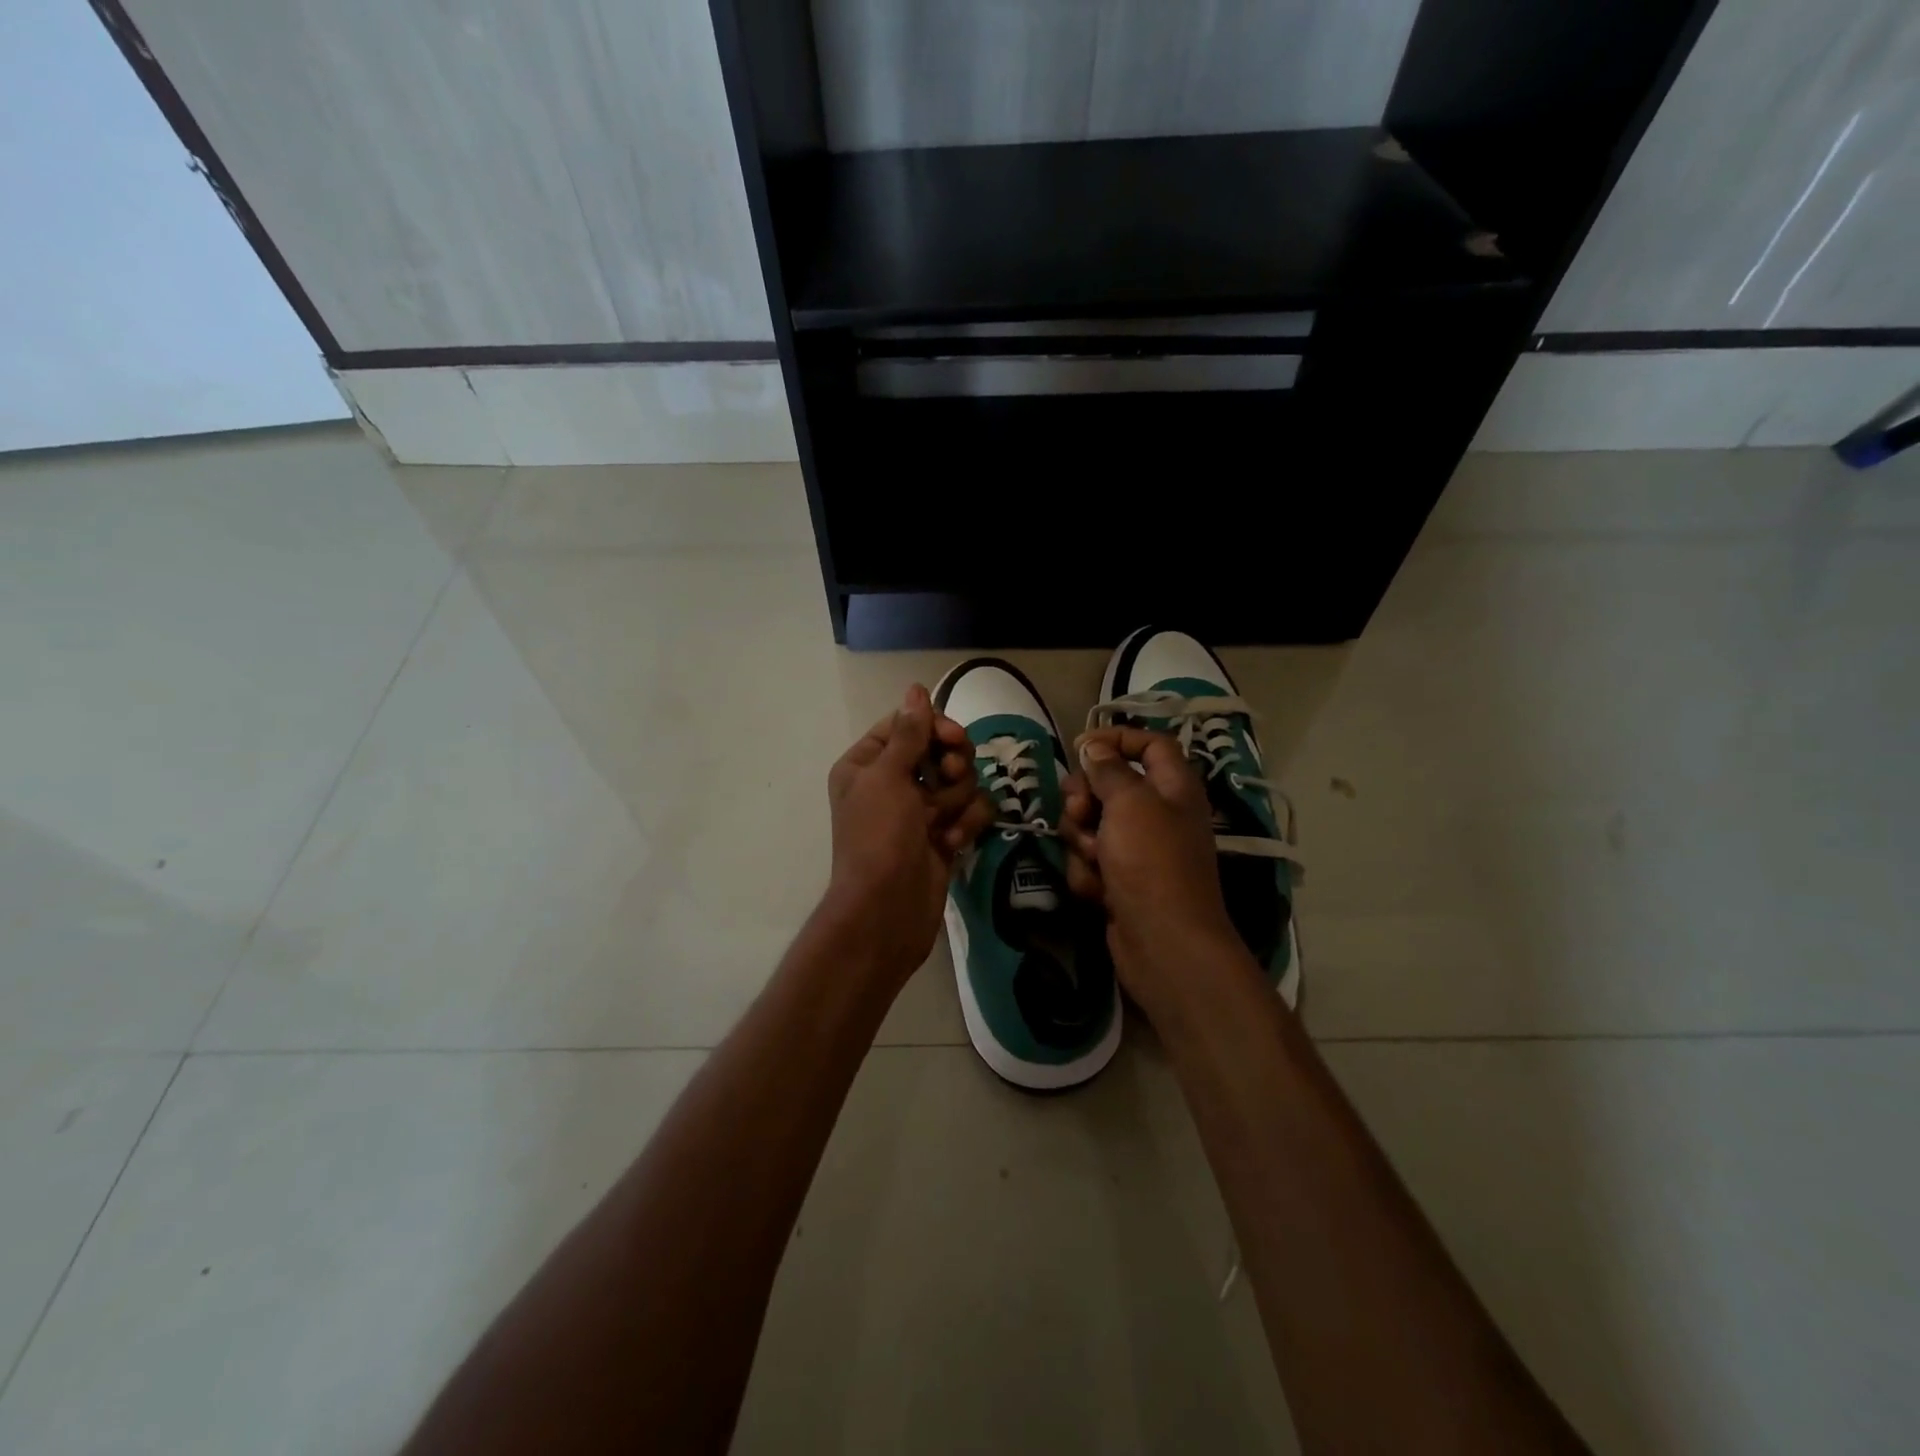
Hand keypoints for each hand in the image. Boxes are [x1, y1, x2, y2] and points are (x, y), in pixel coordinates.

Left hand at [824, 684, 990, 982]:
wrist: (887, 911)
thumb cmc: (878, 838)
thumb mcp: (888, 778)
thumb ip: (909, 733)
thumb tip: (916, 688)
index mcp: (868, 763)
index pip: (909, 724)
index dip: (935, 727)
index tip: (954, 739)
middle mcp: (893, 782)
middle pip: (941, 749)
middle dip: (951, 766)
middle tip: (948, 779)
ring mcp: (920, 810)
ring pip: (961, 781)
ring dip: (957, 801)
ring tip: (941, 825)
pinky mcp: (944, 834)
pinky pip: (970, 812)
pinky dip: (966, 826)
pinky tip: (952, 845)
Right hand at [1060, 728, 1244, 1011]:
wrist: (1164, 944)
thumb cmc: (1153, 863)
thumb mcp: (1130, 803)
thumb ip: (1108, 770)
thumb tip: (1094, 747)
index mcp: (1173, 787)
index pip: (1149, 744)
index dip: (1117, 738)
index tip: (1080, 746)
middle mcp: (1157, 814)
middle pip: (1108, 785)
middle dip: (1084, 798)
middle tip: (1079, 811)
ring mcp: (1136, 850)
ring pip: (1089, 825)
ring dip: (1082, 841)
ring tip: (1095, 860)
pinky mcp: (1118, 880)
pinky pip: (1088, 861)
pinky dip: (1088, 874)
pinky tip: (1097, 892)